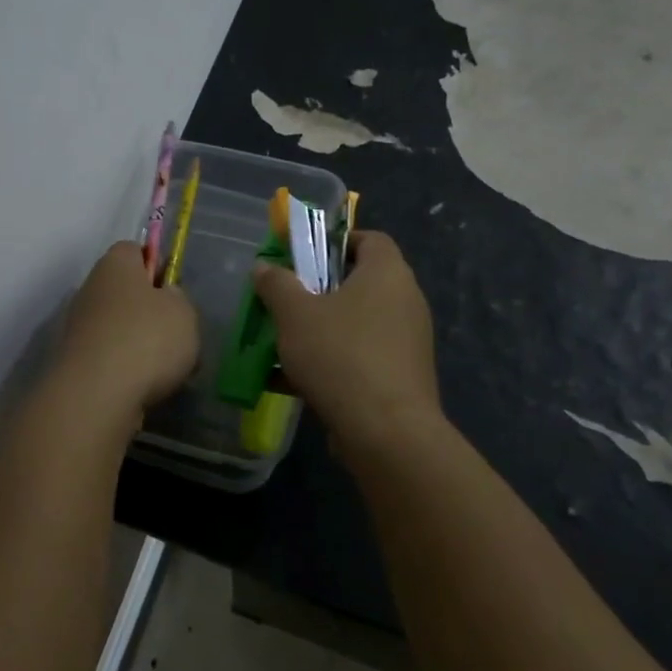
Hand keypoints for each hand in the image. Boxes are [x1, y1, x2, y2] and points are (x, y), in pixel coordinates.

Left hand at [54, 241, 199, 418]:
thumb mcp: (183, 311)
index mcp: (115, 264)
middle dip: (150, 311)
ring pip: (120, 328)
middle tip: (177, 333)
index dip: (157, 265)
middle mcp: (90, 289)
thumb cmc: (146, 339)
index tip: (174, 289)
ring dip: (141, 345)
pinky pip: (110, 358)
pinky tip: (146, 388)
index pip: (134, 250)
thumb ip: (178, 298)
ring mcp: (78, 327)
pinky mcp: (76, 362)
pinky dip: (127, 370)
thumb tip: (164, 297)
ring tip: (168, 369)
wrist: (96, 395)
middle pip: (125, 292)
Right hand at [251, 231, 439, 443]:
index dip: (335, 242)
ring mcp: (407, 342)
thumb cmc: (340, 355)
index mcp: (387, 273)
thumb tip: (264, 267)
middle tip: (285, 301)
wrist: (386, 431)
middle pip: (359, 283)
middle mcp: (406, 301)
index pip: (369, 239)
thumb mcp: (294, 314)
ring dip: (321, 330)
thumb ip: (276, 285)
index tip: (303, 256)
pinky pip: (361, 357)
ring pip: (356, 324)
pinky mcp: (402, 376)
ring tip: (282, 343)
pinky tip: (292, 381)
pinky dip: (331, 362)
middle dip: (318, 291)